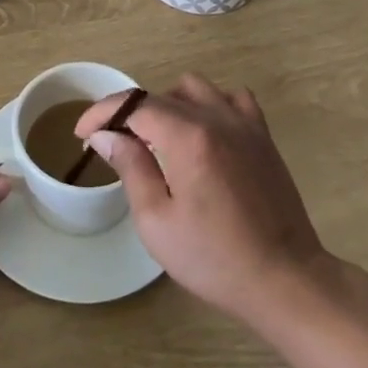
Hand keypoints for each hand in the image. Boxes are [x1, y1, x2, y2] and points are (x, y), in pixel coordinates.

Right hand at [76, 74, 328, 328]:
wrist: (285, 279)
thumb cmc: (214, 259)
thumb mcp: (157, 221)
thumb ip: (131, 167)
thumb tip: (105, 134)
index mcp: (187, 136)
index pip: (133, 105)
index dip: (101, 113)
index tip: (82, 134)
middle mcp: (216, 117)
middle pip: (160, 96)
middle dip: (129, 114)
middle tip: (114, 146)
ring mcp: (244, 122)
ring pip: (194, 88)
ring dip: (168, 104)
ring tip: (158, 139)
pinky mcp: (263, 135)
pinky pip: (231, 98)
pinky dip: (210, 105)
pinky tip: (203, 133)